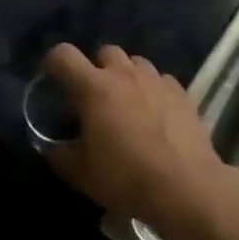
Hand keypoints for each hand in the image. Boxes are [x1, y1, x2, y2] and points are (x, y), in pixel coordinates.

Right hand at [43, 44, 238, 237]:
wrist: (185, 188)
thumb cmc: (125, 177)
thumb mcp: (81, 174)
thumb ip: (60, 155)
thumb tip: (52, 148)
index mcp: (93, 88)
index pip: (64, 55)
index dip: (54, 62)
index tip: (53, 77)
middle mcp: (124, 75)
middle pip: (105, 51)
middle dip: (97, 67)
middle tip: (95, 95)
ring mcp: (156, 81)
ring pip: (136, 63)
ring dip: (127, 76)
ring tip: (128, 102)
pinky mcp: (182, 93)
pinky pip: (161, 80)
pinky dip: (153, 90)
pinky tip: (156, 113)